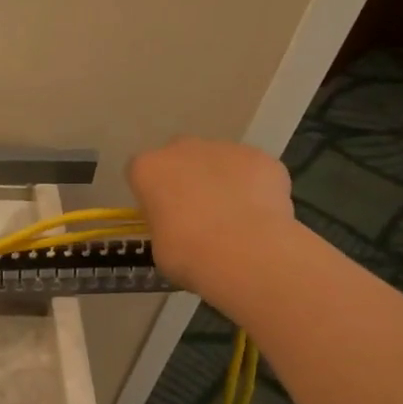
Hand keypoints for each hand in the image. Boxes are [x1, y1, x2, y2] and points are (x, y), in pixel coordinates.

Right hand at [127, 138, 297, 312]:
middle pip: (180, 156)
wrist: (246, 254)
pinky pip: (252, 170)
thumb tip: (177, 224)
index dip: (152, 193)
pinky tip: (261, 215)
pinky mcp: (260, 157)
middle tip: (197, 212)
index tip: (162, 215)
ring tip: (235, 217)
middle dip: (186, 177)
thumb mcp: (158, 244)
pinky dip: (254, 186)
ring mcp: (225, 149)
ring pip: (218, 160)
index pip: (141, 172)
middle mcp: (183, 148)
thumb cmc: (188, 254)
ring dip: (221, 180)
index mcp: (148, 168)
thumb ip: (164, 222)